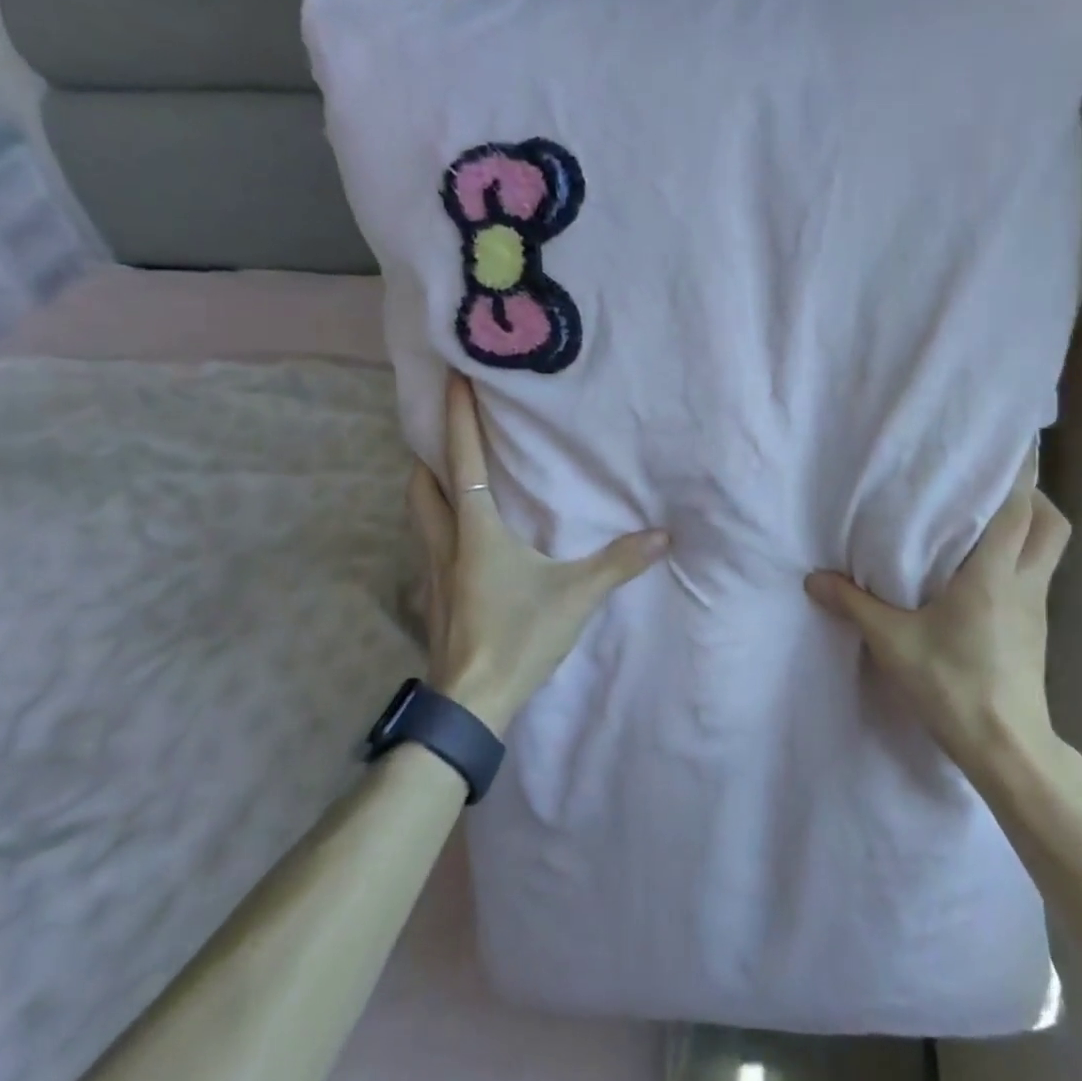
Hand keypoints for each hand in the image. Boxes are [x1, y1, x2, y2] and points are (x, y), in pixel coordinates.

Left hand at [407, 374, 669, 736]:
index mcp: (476, 530)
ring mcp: (432, 572)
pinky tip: (460, 538)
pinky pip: (428, 544)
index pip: (462, 461)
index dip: (458, 417)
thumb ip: (619, 563)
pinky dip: (437, 524)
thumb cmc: (518, 636)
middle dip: (429, 452)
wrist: (470, 702)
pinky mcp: (433, 598)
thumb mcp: (576, 597)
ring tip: (450, 475)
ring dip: (429, 487)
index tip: (451, 378)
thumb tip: (662, 536)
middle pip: (422, 483)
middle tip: (446, 431)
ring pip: (419, 514)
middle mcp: (446, 542)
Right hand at [805, 480, 1071, 777]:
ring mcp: (1036, 607)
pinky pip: (1036, 575)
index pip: (1020, 509)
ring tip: (985, 520)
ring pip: (1049, 550)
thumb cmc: (952, 684)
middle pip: (1052, 524)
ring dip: (1029, 526)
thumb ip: (854, 604)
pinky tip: (982, 570)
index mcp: (994, 574)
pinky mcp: (1035, 629)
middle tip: (991, 486)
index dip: (1019, 472)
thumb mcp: (893, 642)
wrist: (1005, 747)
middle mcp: (1025, 581)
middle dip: (1033, 496)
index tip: (1007, 442)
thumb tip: (814, 579)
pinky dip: (1019, 558)